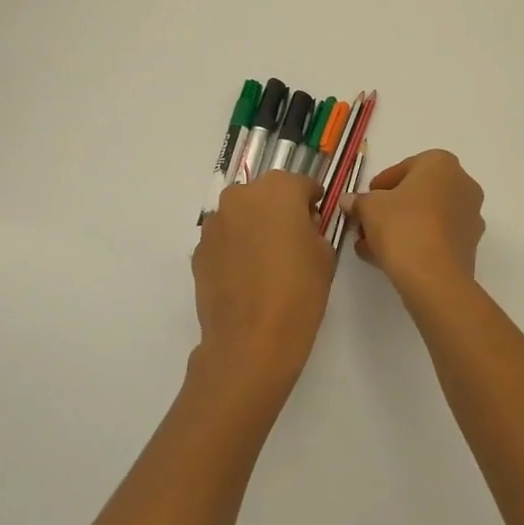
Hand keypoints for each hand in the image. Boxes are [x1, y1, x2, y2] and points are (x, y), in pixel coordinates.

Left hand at [190, 172, 334, 411]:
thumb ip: (314, 229)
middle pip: (266, 194)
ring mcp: (214, 222)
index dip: (312, 201)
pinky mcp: (198, 250)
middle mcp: (241, 196)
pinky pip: (224, 240)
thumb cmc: (298, 292)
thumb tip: (301, 227)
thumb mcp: (325, 254)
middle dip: (279, 210)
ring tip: (266, 261)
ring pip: (241, 215)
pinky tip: (246, 277)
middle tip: (292, 239)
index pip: (301, 184)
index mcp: (278, 190)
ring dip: (254, 227)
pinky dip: (235, 249)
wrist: (250, 340)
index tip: (317, 217)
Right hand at [349, 150, 484, 294]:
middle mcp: (463, 183)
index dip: (379, 185)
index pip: (404, 167)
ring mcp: (471, 215)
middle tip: (367, 223)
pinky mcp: (470, 244)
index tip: (365, 201)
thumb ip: (358, 201)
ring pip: (427, 216)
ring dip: (400, 227)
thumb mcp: (369, 208)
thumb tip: (349, 201)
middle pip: (418, 193)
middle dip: (390, 208)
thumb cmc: (402, 226)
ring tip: (372, 246)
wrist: (433, 276)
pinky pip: (437, 236)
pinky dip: (415, 242)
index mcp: (441, 163)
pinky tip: (389, 258)